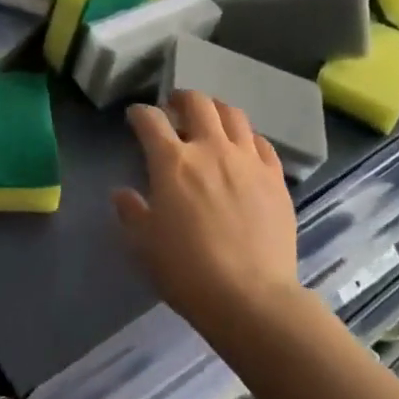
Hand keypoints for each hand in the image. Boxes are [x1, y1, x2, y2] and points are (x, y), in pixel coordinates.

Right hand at [114, 90, 299, 329]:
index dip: (139, 113)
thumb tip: (122, 194)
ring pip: (233, 114)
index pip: (150, 119)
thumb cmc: (188, 271)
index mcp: (172, 162)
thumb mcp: (144, 244)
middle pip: (197, 102)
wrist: (252, 299)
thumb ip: (131, 212)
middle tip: (174, 109)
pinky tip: (243, 151)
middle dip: (181, 98)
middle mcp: (211, 149)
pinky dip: (248, 139)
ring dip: (216, 111)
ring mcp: (248, 161)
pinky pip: (262, 144)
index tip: (135, 118)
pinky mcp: (275, 179)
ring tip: (210, 121)